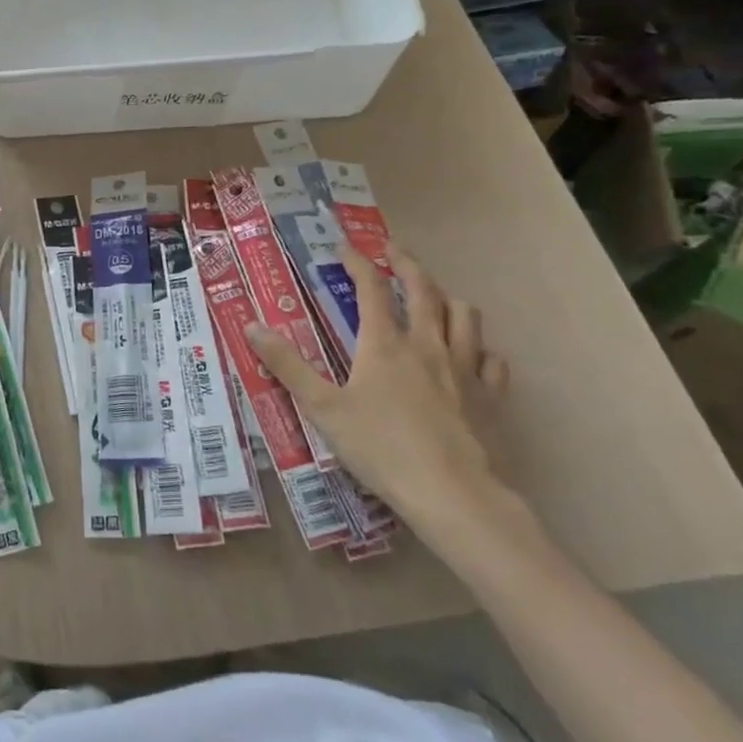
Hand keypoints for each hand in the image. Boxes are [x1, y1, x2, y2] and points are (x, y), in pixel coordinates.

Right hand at [246, 248, 510, 531]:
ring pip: (464, 317)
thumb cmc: (380, 448)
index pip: (372, 289)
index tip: (346, 248)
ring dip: (447, 298)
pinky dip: (479, 347)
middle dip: (408, 265)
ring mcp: (465, 369)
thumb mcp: (322, 407)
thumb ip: (287, 366)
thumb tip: (251, 326)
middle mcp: (427, 346)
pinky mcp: (491, 397)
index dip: (358, 263)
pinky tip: (474, 353)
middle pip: (424, 291)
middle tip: (395, 251)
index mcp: (384, 344)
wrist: (452, 493)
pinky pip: (491, 359)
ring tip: (436, 296)